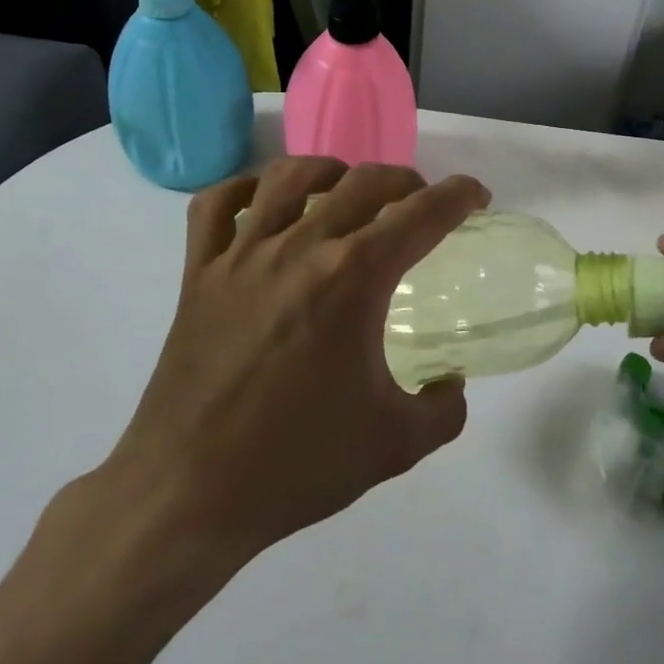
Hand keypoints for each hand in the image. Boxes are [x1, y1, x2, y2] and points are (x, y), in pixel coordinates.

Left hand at [99, 157, 489, 567]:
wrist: (188, 492)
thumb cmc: (297, 464)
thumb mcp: (396, 445)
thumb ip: (444, 409)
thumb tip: (451, 382)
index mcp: (353, 279)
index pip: (420, 214)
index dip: (458, 196)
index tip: (475, 195)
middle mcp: (299, 248)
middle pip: (362, 181)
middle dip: (405, 180)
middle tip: (419, 201)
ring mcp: (241, 255)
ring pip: (288, 176)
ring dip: (329, 170)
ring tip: (345, 188)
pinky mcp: (197, 273)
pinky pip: (215, 205)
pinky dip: (244, 189)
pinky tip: (262, 203)